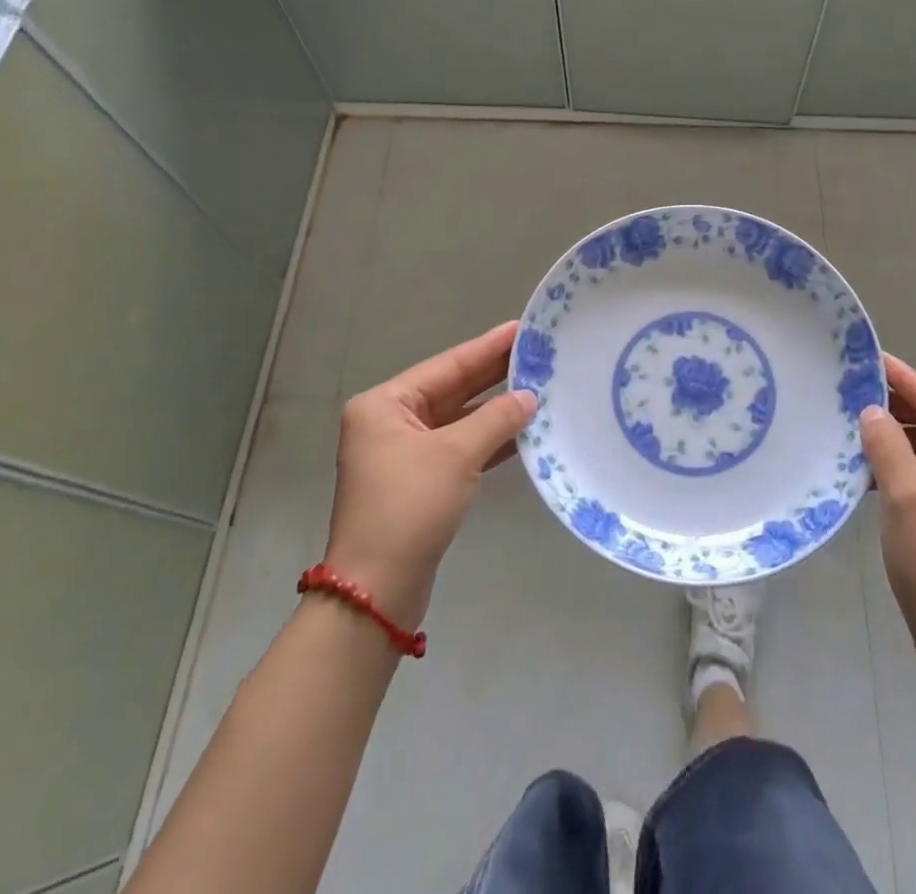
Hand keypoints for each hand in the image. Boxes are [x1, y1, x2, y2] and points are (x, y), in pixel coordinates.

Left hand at [325, 322, 535, 626]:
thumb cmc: (410, 506)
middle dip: (494, 375)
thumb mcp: (457, 455)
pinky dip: (487, 440)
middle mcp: (390, 422)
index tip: (520, 327)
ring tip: (538, 386)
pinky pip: (458, 446)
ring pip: (458, 419)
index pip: (447, 366)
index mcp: (385, 405)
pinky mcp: (418, 481)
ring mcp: (403, 453)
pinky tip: (522, 431)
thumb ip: (497, 419)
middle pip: (452, 389)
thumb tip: (529, 397)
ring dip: (495, 409)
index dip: (487, 347)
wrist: (378, 589)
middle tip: (536, 352)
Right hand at [859, 354, 915, 665]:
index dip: (906, 380)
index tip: (872, 358)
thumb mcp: (908, 500)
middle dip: (900, 408)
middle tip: (855, 387)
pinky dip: (904, 466)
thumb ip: (889, 447)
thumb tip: (872, 411)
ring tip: (856, 421)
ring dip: (899, 438)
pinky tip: (870, 464)